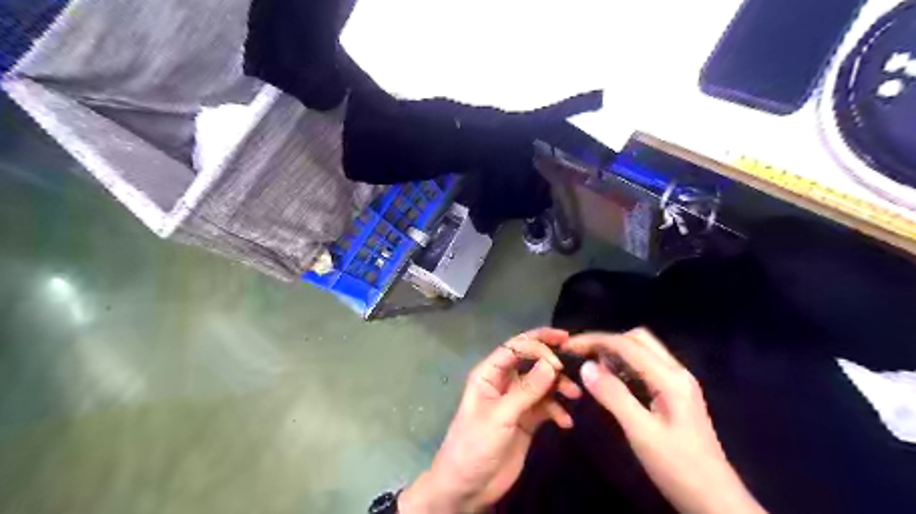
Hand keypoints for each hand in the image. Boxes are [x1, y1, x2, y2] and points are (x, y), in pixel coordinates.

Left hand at [400, 330, 577, 512]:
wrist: (468, 487)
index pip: (514, 348)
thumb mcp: (500, 416)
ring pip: (541, 384)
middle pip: (530, 362)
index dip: (537, 343)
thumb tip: (551, 363)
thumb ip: (526, 390)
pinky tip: (565, 422)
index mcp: (489, 374)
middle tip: (575, 360)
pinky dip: (557, 411)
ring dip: (558, 387)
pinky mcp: (526, 420)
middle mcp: (503, 382)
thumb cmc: (474, 445)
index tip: (560, 353)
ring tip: (575, 396)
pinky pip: (546, 407)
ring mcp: (516, 401)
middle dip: (551, 359)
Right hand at [567, 330, 766, 513]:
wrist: (717, 501)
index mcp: (670, 378)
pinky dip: (626, 364)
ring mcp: (679, 382)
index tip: (569, 346)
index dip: (595, 341)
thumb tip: (586, 366)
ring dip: (616, 351)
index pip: (627, 344)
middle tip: (582, 355)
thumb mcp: (641, 433)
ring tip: (592, 365)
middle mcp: (677, 372)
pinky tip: (613, 380)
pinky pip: (647, 366)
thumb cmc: (678, 468)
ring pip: (644, 350)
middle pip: (638, 339)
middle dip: (607, 341)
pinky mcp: (677, 394)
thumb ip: (613, 396)